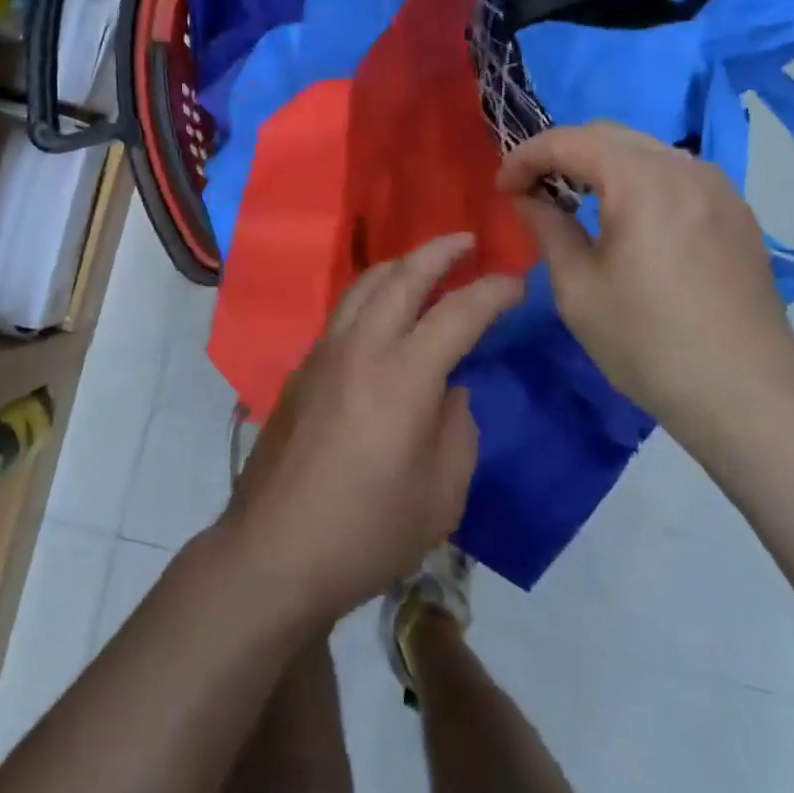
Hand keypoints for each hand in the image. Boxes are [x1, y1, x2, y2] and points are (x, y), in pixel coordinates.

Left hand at [222, 235, 523, 626]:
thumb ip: (457, 428)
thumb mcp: (442, 493)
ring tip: (425, 264)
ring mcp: (324, 352)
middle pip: (403, 275)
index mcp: (404, 375)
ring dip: (401, 265)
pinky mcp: (302, 368)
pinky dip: (372, 292)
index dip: (494, 291)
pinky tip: (383, 312)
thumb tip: (449, 390)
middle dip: (440, 251)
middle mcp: (361, 347)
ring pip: (365, 284)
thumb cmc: (368, 532)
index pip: (458, 312)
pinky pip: (344, 310)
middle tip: (468, 242)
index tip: (518, 283)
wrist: (275, 551)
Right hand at [497, 122, 793, 434]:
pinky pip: (674, 173)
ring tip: (572, 199)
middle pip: (609, 135)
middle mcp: (685, 168)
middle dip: (561, 153)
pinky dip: (636, 179)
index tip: (502, 187)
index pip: (570, 141)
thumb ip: (547, 228)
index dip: (527, 156)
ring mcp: (718, 187)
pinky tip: (624, 216)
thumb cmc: (648, 343)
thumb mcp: (578, 288)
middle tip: (530, 188)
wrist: (748, 396)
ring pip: (643, 150)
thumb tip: (527, 197)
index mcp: (643, 181)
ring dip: (599, 164)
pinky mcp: (735, 212)